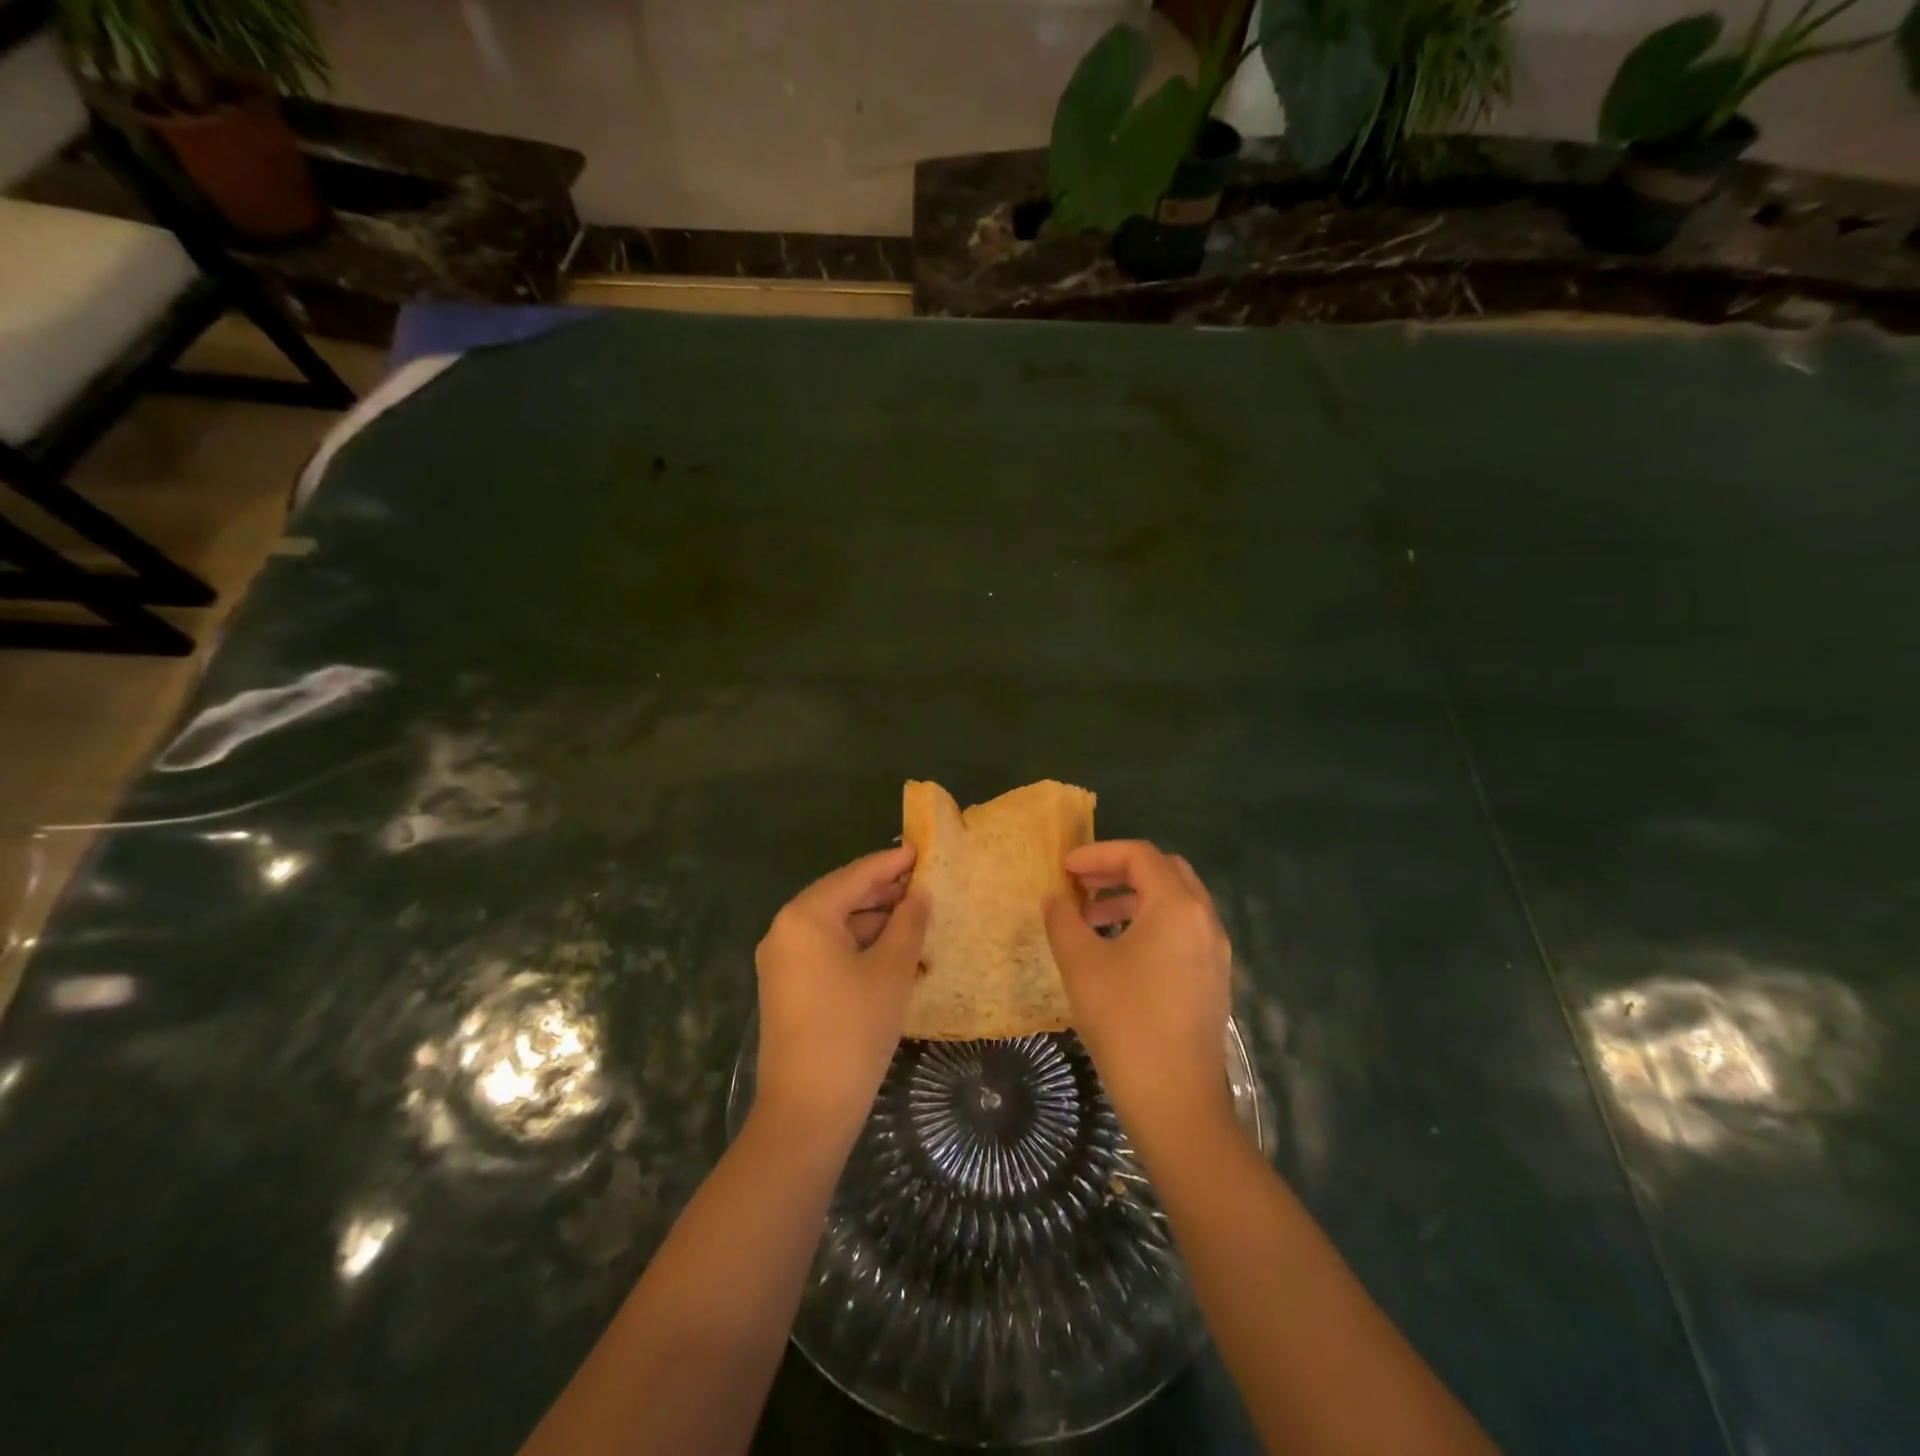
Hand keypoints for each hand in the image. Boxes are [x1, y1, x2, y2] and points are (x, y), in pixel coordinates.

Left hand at [753, 845, 928, 1138]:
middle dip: (885, 893)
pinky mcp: (788, 988)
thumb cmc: (853, 1028)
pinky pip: (828, 952)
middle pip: (842, 898)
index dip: (891, 863)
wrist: (807, 1109)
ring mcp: (783, 962)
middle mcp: (786, 930)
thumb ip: (908, 923)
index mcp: (805, 916)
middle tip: (926, 886)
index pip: (855, 875)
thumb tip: (919, 895)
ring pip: (836, 927)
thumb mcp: (891, 969)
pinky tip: (894, 954)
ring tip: (918, 920)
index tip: (922, 850)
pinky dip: (860, 948)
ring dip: (876, 923)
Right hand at [1044, 841, 1233, 1149]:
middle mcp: (1205, 919)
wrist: (1175, 1100)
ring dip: (1132, 898)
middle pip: (1163, 871)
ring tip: (1090, 920)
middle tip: (1081, 885)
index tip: (1064, 869)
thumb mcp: (1081, 964)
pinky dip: (1150, 923)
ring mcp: (1215, 950)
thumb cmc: (1125, 1021)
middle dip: (1118, 871)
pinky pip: (1182, 930)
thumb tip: (1055, 899)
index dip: (1097, 854)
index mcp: (1177, 906)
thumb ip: (1063, 920)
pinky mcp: (1214, 978)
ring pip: (1174, 902)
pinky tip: (1119, 950)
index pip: (1139, 855)